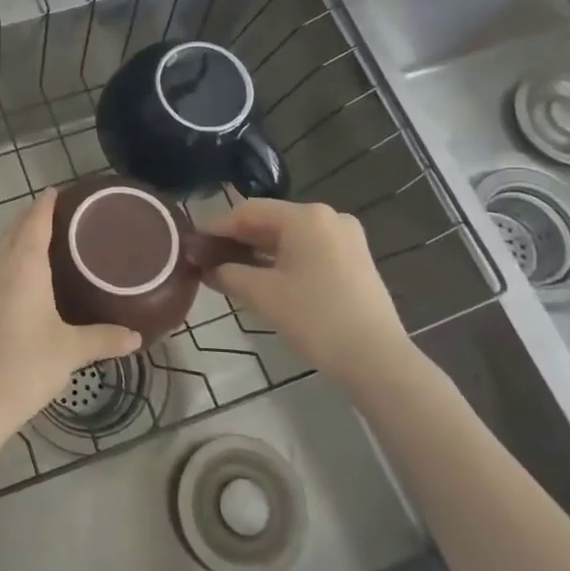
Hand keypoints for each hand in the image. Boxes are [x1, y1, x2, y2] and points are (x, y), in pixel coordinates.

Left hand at [0, 190, 140, 437]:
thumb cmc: (25, 367)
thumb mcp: (71, 351)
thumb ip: (104, 338)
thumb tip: (136, 336)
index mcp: (23, 267)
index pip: (35, 221)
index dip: (47, 203)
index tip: (61, 190)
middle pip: (16, 230)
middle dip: (35, 217)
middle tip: (64, 214)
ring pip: (3, 249)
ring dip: (22, 238)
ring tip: (50, 241)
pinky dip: (12, 260)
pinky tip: (27, 278)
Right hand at [202, 199, 414, 388]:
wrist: (376, 359)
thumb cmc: (314, 318)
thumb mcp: (261, 294)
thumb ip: (227, 274)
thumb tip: (207, 268)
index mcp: (305, 216)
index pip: (248, 212)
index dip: (217, 228)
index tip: (194, 245)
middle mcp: (328, 217)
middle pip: (270, 221)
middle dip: (238, 240)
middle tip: (209, 260)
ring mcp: (346, 238)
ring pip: (290, 237)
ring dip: (259, 252)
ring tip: (231, 272)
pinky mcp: (355, 260)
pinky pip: (309, 250)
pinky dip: (284, 260)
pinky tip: (265, 279)